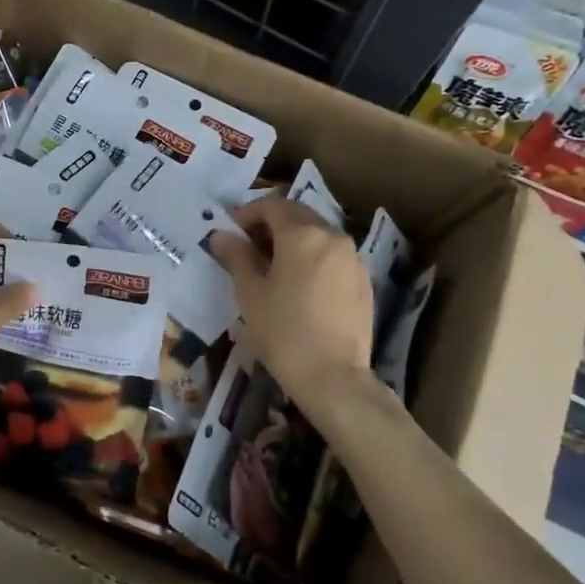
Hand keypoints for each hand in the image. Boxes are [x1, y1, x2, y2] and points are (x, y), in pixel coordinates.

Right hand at [210, 196, 374, 409]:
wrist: (334, 377)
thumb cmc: (284, 332)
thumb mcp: (250, 294)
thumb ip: (237, 257)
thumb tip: (221, 236)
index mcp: (302, 234)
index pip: (272, 206)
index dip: (248, 213)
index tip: (230, 230)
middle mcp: (332, 236)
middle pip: (298, 215)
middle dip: (271, 223)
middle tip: (248, 245)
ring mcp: (352, 258)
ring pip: (318, 234)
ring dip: (293, 239)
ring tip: (272, 265)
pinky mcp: (363, 281)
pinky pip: (333, 256)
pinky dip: (313, 257)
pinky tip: (299, 284)